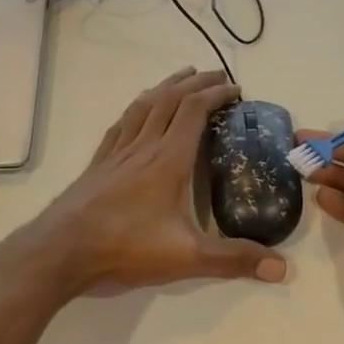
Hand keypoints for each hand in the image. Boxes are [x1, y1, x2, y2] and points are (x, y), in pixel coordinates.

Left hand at [14, 67, 288, 296]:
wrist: (61, 252)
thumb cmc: (125, 248)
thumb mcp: (187, 257)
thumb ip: (233, 259)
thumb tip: (281, 268)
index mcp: (168, 159)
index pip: (195, 111)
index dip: (216, 94)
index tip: (236, 89)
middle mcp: (143, 146)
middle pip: (170, 100)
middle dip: (196, 83)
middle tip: (216, 75)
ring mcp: (117, 153)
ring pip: (143, 106)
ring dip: (166, 87)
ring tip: (181, 78)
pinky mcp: (98, 164)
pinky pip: (121, 124)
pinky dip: (136, 109)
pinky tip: (136, 112)